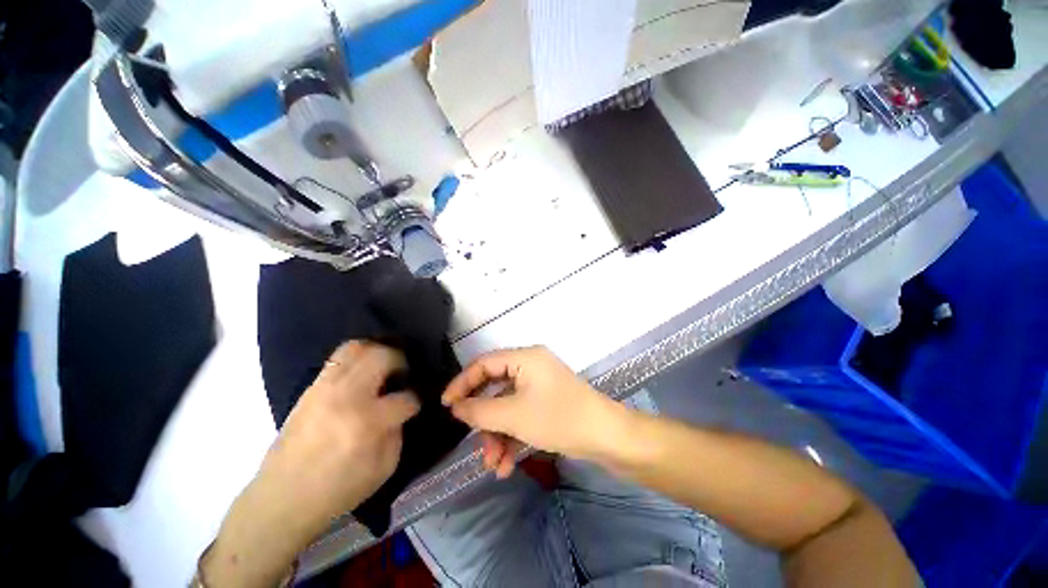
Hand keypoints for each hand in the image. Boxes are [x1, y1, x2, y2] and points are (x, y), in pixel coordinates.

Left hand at [204, 342, 419, 586]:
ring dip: (377, 353)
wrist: (282, 499)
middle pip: (382, 356)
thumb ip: (399, 431)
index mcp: (368, 421)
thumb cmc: (338, 490)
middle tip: (402, 375)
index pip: (406, 397)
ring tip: (382, 368)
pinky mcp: (310, 388)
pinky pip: (338, 358)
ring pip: (357, 347)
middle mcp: (347, 395)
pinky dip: (356, 358)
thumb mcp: (384, 468)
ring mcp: (324, 388)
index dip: (415, 400)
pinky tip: (361, 374)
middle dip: (400, 361)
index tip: (415, 404)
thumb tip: (402, 409)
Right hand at [442, 346, 622, 477]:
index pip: (484, 363)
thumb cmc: (558, 418)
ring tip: (493, 465)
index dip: (463, 383)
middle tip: (472, 442)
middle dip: (484, 420)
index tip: (446, 405)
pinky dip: (512, 437)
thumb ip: (479, 411)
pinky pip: (521, 415)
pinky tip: (507, 465)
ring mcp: (540, 385)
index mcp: (525, 358)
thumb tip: (456, 407)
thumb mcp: (513, 415)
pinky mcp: (546, 403)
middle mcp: (531, 366)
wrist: (606, 437)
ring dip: (497, 435)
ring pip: (507, 407)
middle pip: (495, 388)